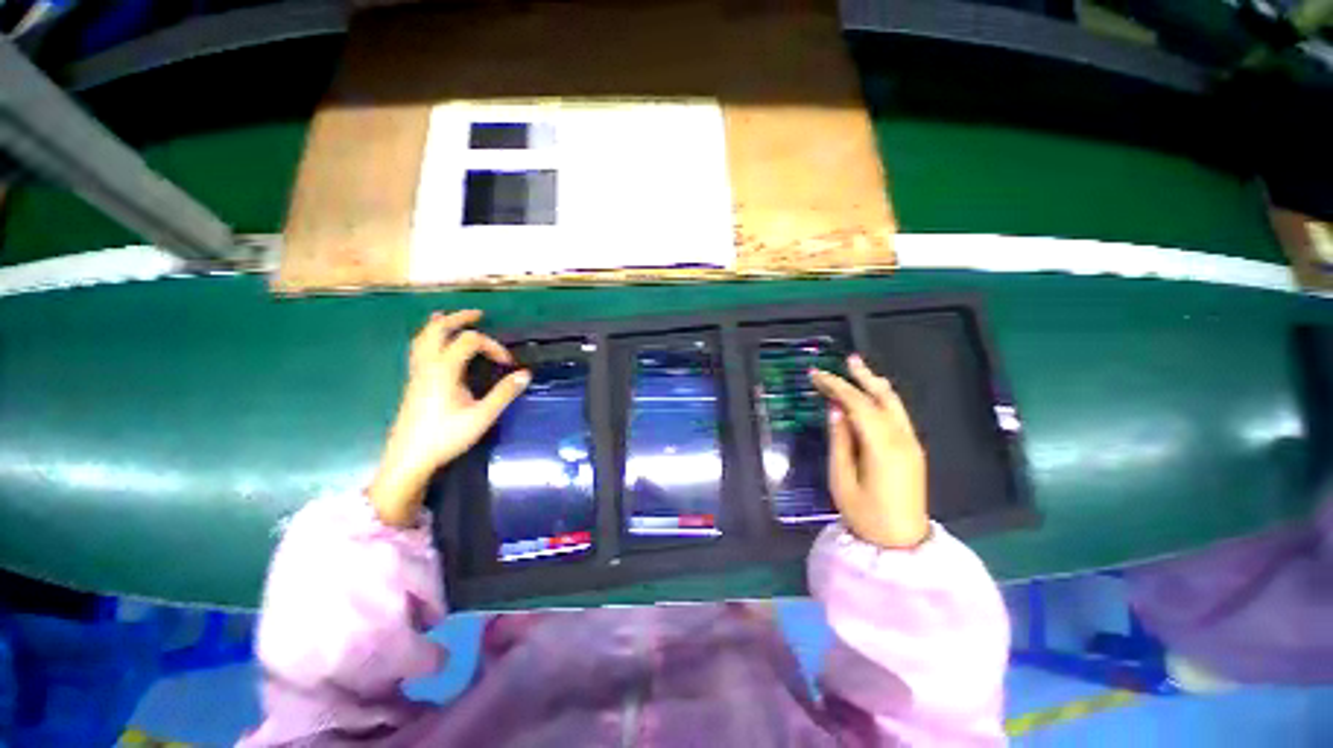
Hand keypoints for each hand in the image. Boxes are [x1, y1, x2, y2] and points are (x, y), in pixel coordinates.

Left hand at [369, 310, 530, 526]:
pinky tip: (436, 346)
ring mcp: (417, 374)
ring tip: (450, 317)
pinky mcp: (414, 383)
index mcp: (444, 370)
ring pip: (423, 339)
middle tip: (478, 314)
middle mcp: (427, 366)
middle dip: (459, 319)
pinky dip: (429, 338)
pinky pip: (419, 350)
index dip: (492, 345)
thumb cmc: (446, 437)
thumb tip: (526, 374)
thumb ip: (504, 393)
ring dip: (440, 325)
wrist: (409, 459)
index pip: (469, 341)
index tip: (507, 363)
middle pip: (438, 330)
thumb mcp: (481, 416)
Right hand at [810, 355, 929, 549]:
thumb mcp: (842, 479)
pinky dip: (882, 400)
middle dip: (862, 377)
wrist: (901, 543)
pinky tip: (871, 395)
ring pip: (894, 405)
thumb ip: (839, 442)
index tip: (816, 375)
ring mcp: (912, 444)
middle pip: (883, 398)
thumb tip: (835, 411)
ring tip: (859, 369)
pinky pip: (897, 415)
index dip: (837, 386)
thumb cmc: (865, 515)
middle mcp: (902, 440)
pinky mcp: (913, 450)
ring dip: (875, 385)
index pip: (858, 405)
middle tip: (847, 359)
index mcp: (883, 447)